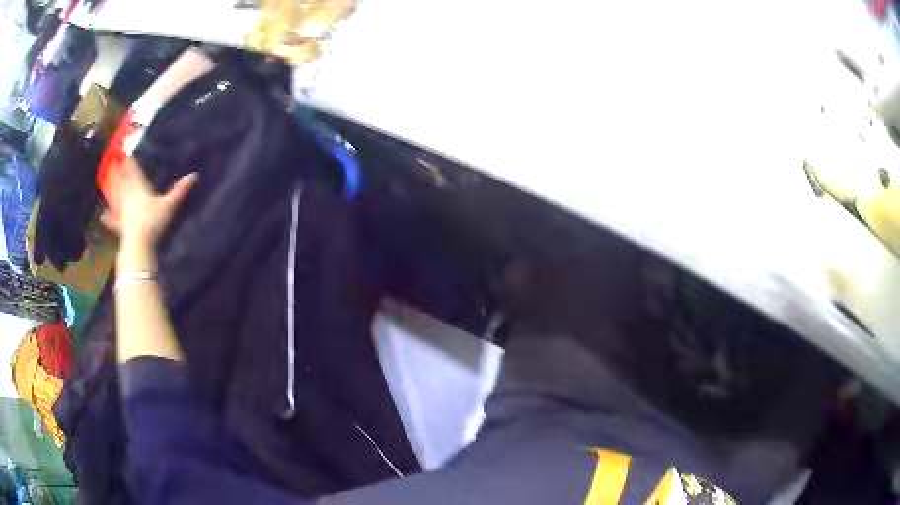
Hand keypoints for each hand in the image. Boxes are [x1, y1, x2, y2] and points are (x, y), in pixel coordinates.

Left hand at [101, 158, 196, 249]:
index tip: (126, 152)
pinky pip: (112, 220)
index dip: (130, 161)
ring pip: (115, 196)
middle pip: (122, 181)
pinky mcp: (119, 226)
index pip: (133, 170)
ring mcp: (121, 211)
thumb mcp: (169, 205)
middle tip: (115, 163)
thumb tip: (195, 175)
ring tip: (107, 182)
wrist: (138, 245)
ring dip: (111, 189)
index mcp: (139, 188)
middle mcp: (127, 196)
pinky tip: (103, 215)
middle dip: (119, 171)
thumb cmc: (152, 221)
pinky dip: (108, 217)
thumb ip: (179, 190)